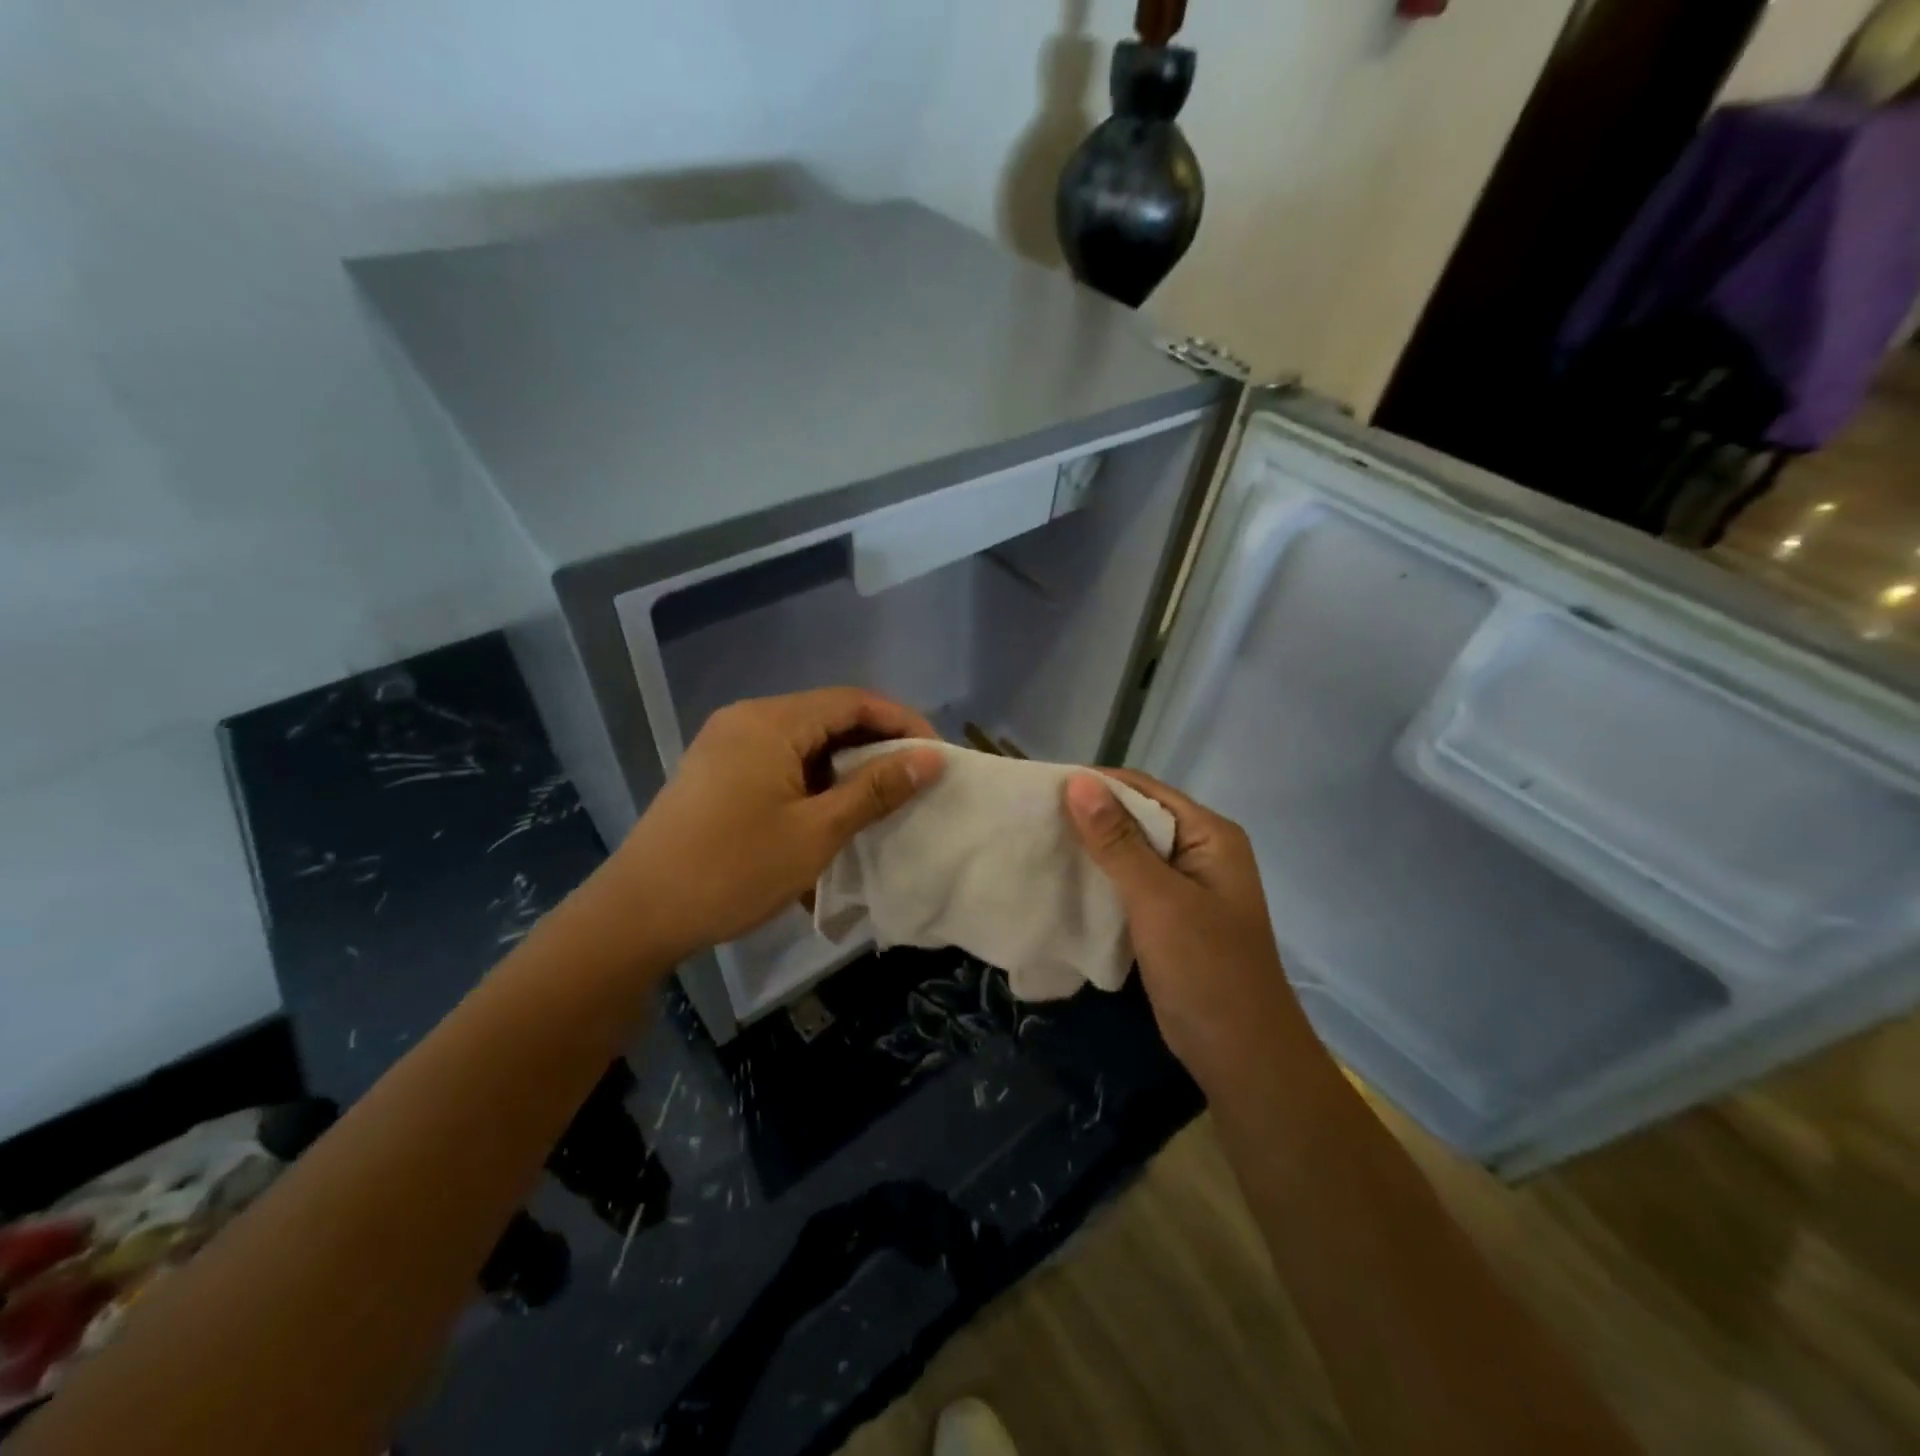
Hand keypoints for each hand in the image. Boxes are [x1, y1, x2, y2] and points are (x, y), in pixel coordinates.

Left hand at [602, 689, 944, 964]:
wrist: (638, 915)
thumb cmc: (733, 870)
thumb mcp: (816, 831)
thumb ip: (876, 789)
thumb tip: (931, 758)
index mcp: (770, 721)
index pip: (853, 701)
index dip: (901, 722)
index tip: (936, 756)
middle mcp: (746, 720)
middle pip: (828, 716)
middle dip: (876, 745)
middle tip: (915, 781)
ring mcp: (726, 746)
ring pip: (804, 741)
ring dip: (845, 766)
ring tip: (881, 800)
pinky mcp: (716, 773)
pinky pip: (779, 761)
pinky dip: (813, 779)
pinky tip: (831, 812)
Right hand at [1063, 770, 1311, 1085]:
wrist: (1241, 1056)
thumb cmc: (1206, 969)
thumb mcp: (1158, 900)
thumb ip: (1117, 841)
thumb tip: (1078, 781)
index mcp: (1210, 835)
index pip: (1144, 790)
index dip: (1095, 785)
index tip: (1041, 788)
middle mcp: (1200, 852)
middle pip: (1137, 819)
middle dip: (1088, 817)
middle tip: (1031, 818)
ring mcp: (1186, 888)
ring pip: (1130, 854)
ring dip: (1091, 850)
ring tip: (1039, 844)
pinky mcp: (1170, 919)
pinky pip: (1129, 886)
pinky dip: (1100, 881)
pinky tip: (1064, 883)